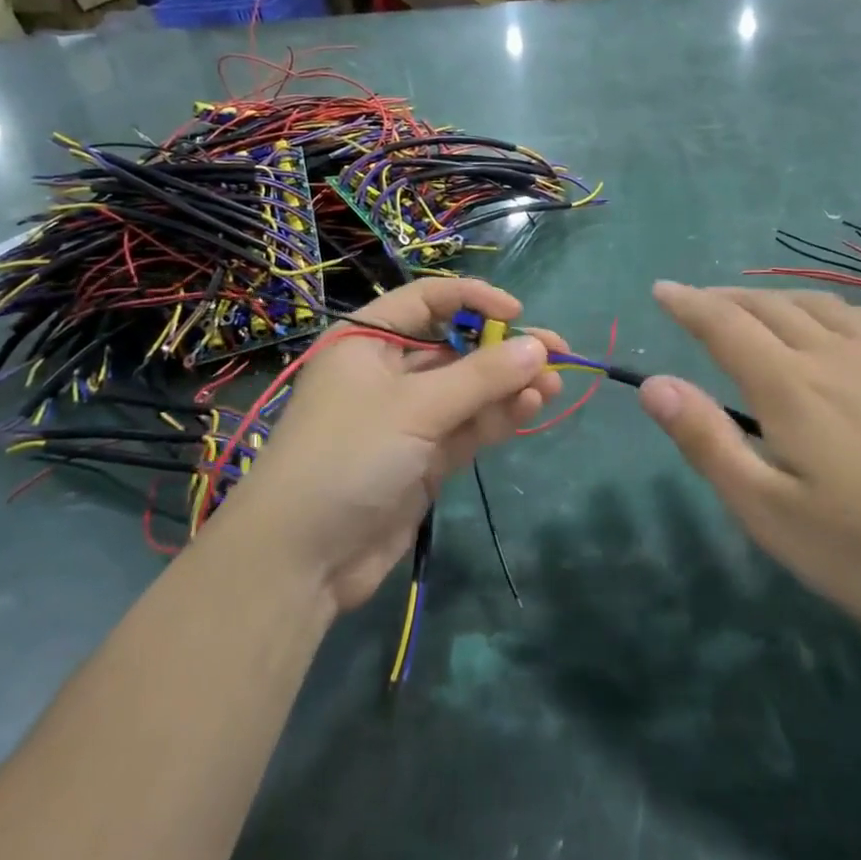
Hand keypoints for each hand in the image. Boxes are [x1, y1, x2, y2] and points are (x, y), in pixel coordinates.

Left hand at [224, 279, 562, 612]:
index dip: (475, 300)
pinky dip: (497, 417)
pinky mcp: (424, 459)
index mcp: (367, 340)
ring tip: (552, 386)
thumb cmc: (349, 456)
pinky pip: (468, 427)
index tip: (519, 315)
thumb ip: (481, 376)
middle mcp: (388, 373)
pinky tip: (530, 408)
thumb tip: (540, 348)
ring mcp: (408, 418)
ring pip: (469, 390)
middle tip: (557, 354)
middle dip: (504, 351)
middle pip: (457, 348)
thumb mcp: (416, 407)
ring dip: (509, 386)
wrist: (303, 558)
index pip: (428, 301)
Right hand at [638, 283, 860, 645]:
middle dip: (725, 298)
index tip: (661, 290)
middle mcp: (836, 356)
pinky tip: (837, 324)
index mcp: (791, 388)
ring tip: (757, 309)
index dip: (687, 303)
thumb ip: (708, 443)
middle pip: (769, 307)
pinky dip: (835, 309)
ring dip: (776, 298)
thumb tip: (655, 384)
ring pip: (820, 305)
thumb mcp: (770, 514)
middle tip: (698, 303)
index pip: (724, 325)